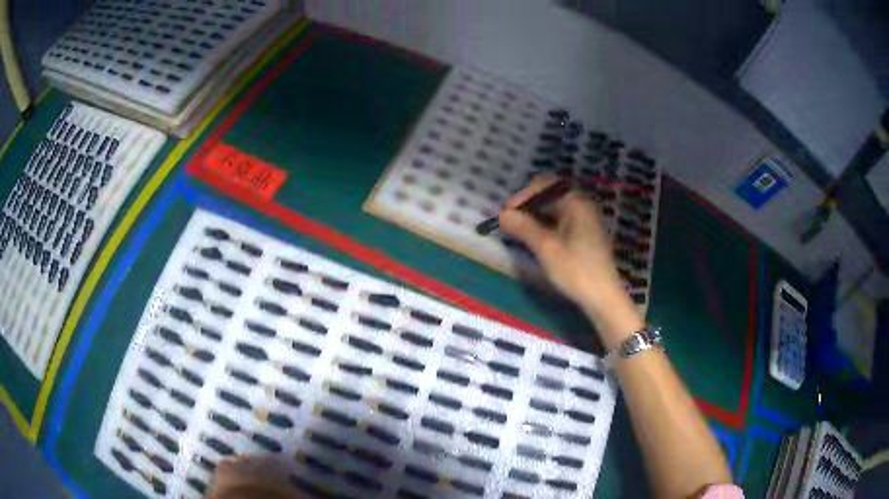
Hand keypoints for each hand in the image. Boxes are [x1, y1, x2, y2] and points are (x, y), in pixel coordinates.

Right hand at [499, 175, 623, 308]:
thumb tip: (503, 214)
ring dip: (535, 217)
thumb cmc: (576, 270)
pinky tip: (535, 239)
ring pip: (555, 210)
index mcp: (576, 203)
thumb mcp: (546, 248)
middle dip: (528, 206)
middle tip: (509, 223)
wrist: (604, 298)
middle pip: (550, 196)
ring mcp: (586, 221)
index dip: (522, 196)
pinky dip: (546, 226)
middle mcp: (583, 206)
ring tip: (518, 232)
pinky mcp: (586, 236)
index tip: (505, 213)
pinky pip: (562, 222)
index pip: (545, 186)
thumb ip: (524, 227)